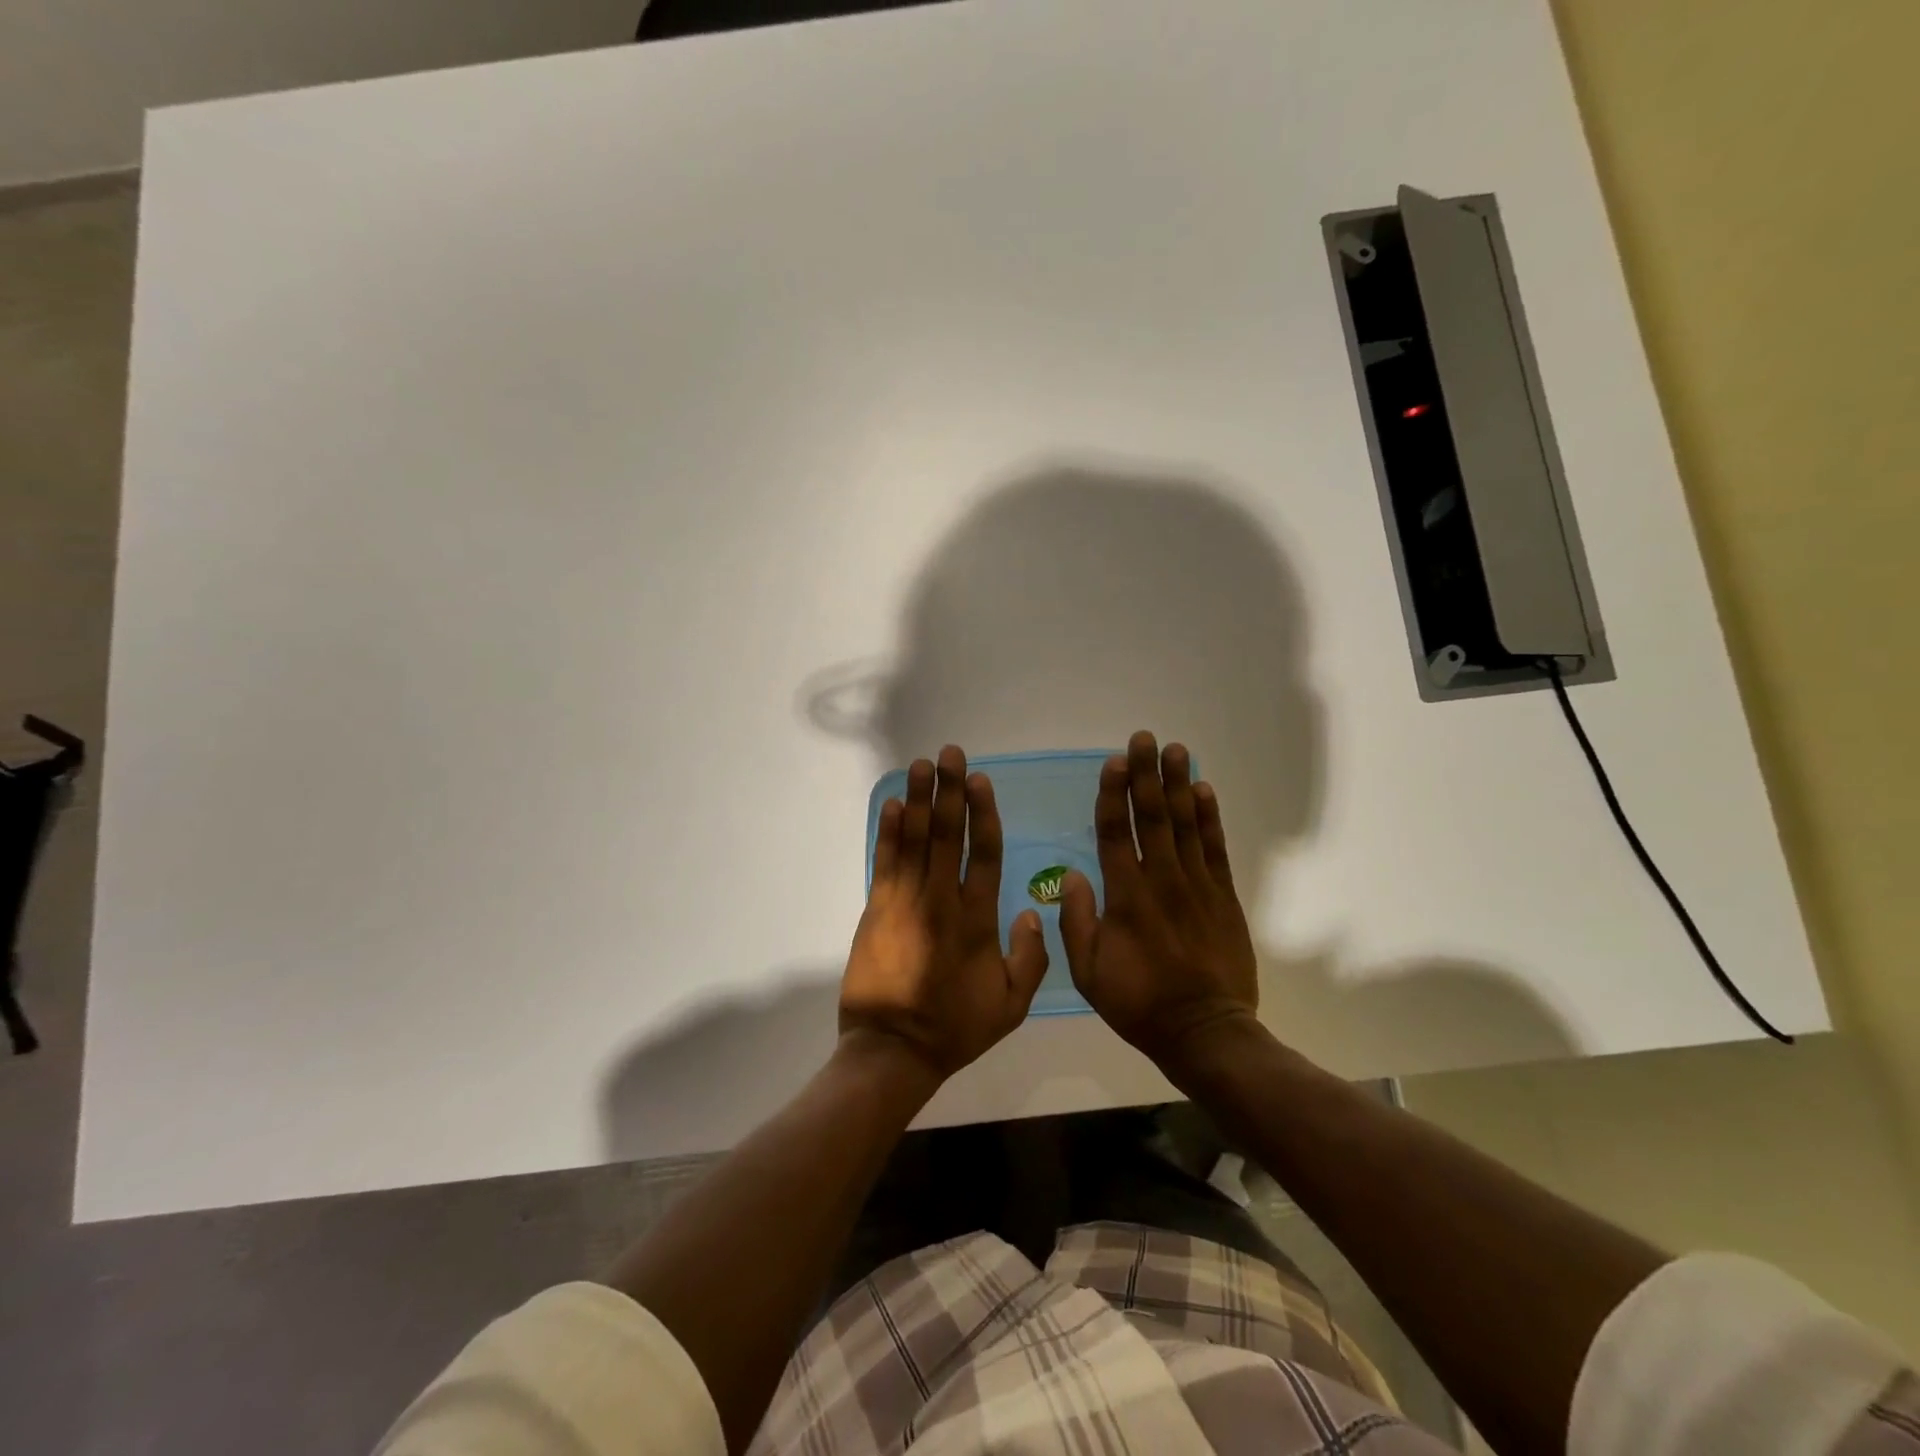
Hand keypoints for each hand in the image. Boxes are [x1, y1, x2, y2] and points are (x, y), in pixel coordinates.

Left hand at [840, 745, 1049, 1079]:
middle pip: (946, 835)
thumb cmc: (955, 1027)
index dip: (982, 813)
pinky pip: (884, 862)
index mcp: (976, 920)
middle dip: (949, 790)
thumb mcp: (1011, 1006)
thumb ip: (1029, 959)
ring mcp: (904, 902)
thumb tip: (1031, 911)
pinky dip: (887, 832)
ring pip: (913, 840)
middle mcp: (940, 900)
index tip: (979, 779)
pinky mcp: (877, 909)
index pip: (983, 854)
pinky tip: (891, 805)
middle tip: (950, 753)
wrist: (893, 1049)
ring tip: (921, 765)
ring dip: (918, 800)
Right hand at [1061, 732, 1258, 1071]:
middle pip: (1152, 817)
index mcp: (1125, 897)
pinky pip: (1215, 849)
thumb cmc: (1138, 1003)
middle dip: (1146, 774)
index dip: (1113, 795)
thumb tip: (1072, 875)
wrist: (1205, 1031)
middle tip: (1144, 737)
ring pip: (1185, 825)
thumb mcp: (1088, 973)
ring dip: (1178, 785)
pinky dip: (1209, 818)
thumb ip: (1076, 922)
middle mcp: (1161, 881)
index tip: (1113, 762)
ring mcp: (1196, 886)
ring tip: (1175, 750)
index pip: (1116, 833)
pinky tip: (1204, 791)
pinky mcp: (1222, 897)